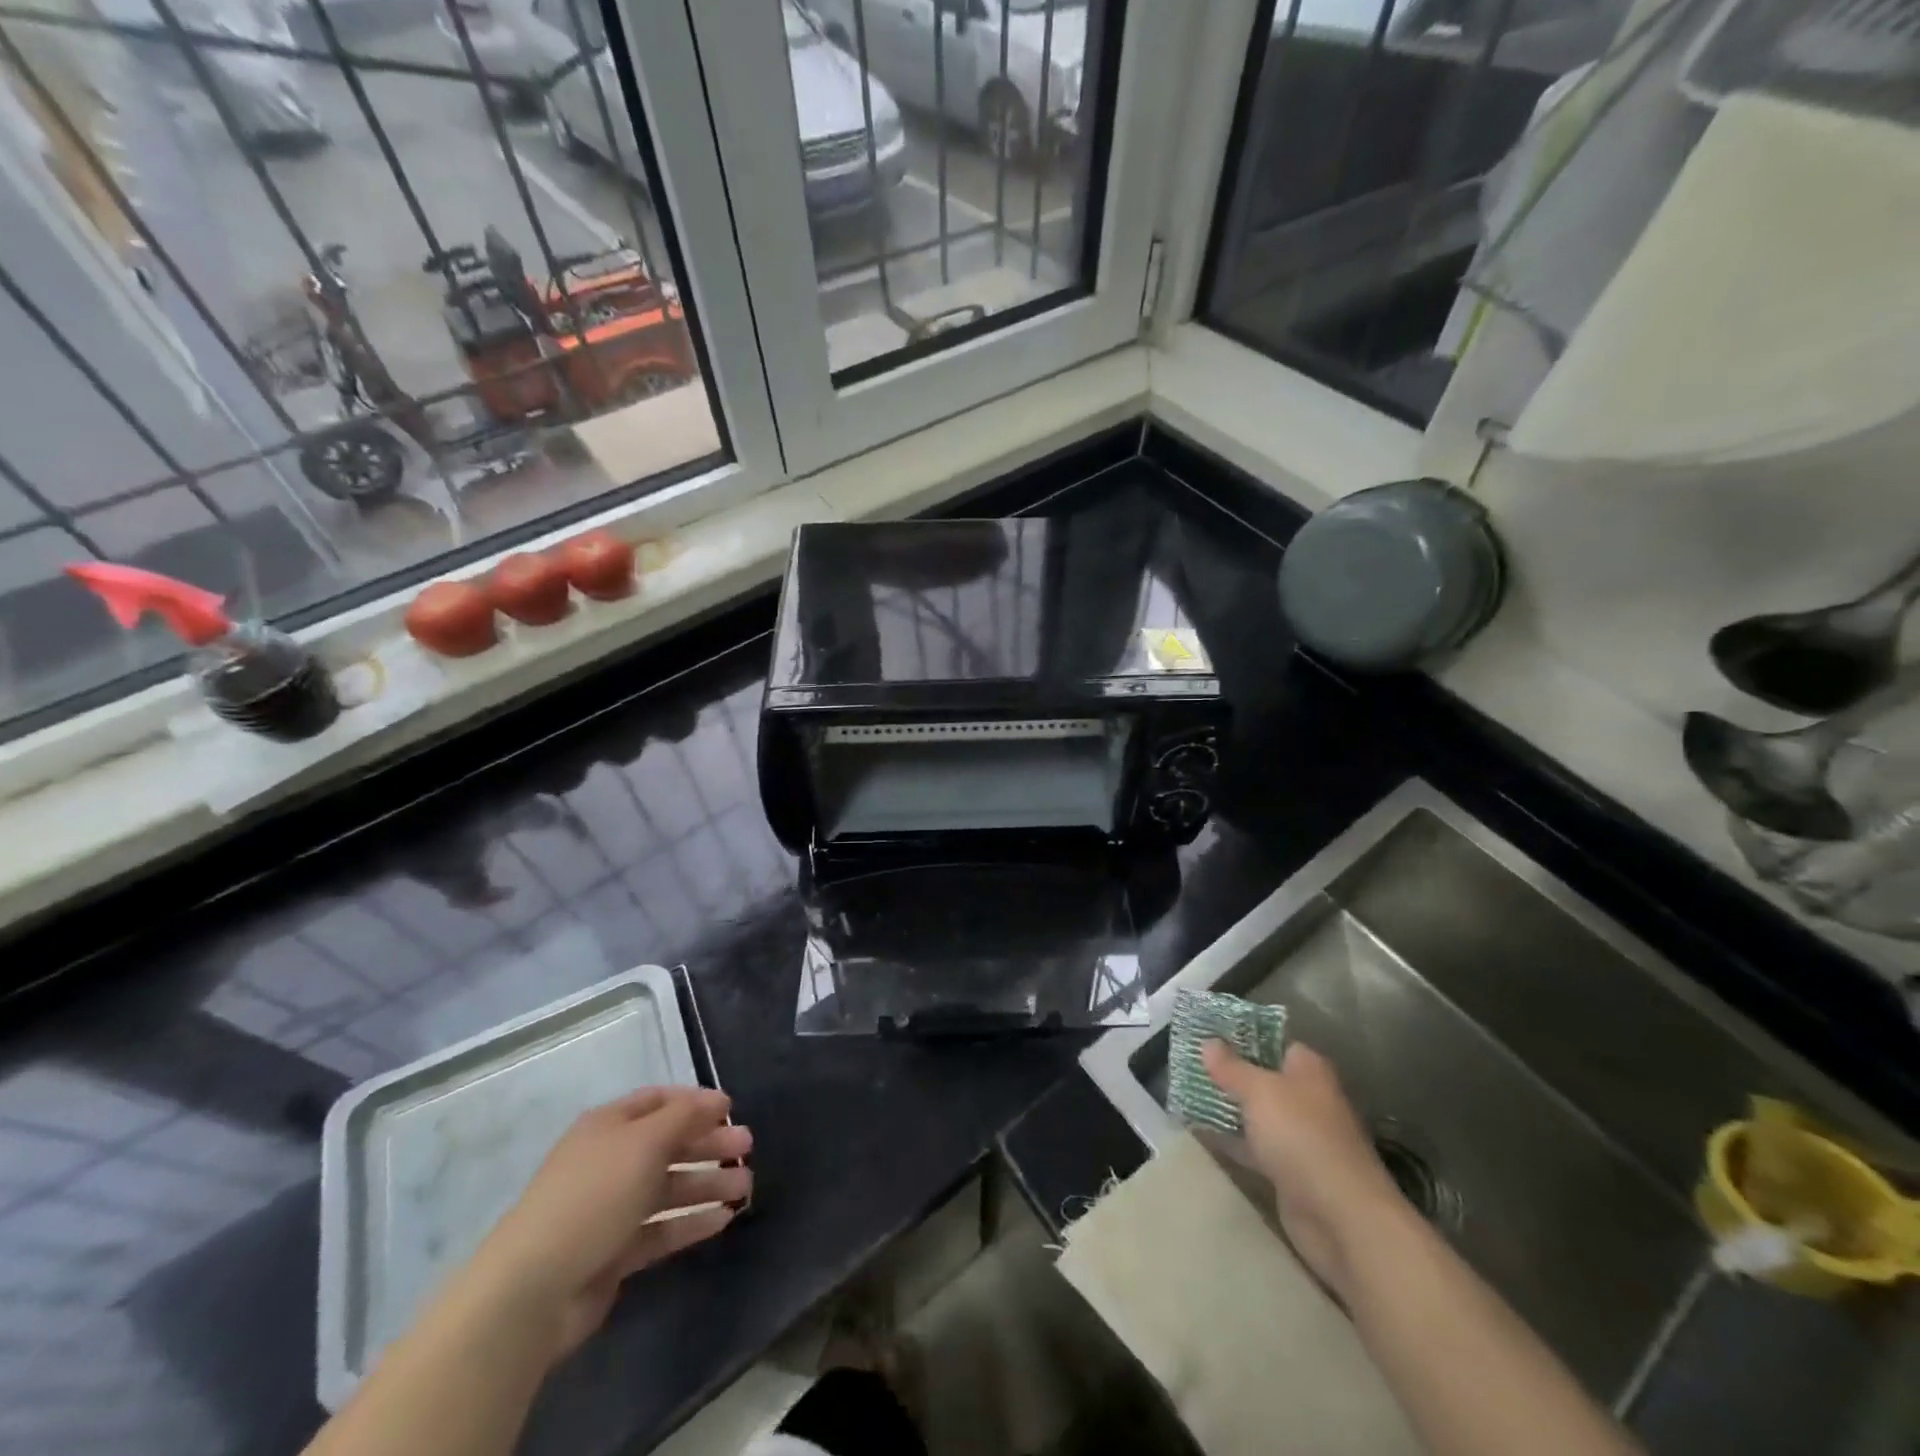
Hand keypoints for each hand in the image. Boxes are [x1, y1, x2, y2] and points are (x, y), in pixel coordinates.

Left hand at [461, 1087, 752, 1361]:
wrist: (533, 1289)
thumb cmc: (594, 1195)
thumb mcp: (645, 1142)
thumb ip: (686, 1116)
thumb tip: (716, 1100)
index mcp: (609, 1126)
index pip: (659, 1101)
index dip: (696, 1102)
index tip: (732, 1109)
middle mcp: (610, 1161)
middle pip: (668, 1144)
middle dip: (709, 1143)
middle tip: (747, 1148)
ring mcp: (611, 1208)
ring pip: (668, 1187)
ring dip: (707, 1183)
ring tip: (746, 1187)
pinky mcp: (614, 1252)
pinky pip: (661, 1228)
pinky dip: (691, 1221)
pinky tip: (723, 1220)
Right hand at [1202, 1040, 1405, 1297]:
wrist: (1340, 1216)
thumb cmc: (1301, 1135)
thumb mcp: (1259, 1090)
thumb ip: (1231, 1067)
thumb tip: (1209, 1041)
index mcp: (1309, 1070)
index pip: (1275, 1043)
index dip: (1243, 1037)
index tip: (1208, 1035)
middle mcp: (1307, 1099)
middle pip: (1263, 1078)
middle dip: (1229, 1073)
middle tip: (1188, 1063)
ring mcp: (1299, 1137)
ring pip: (1256, 1114)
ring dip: (1227, 1107)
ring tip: (1184, 1092)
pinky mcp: (1289, 1171)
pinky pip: (1253, 1147)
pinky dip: (1231, 1140)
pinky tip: (1198, 1132)